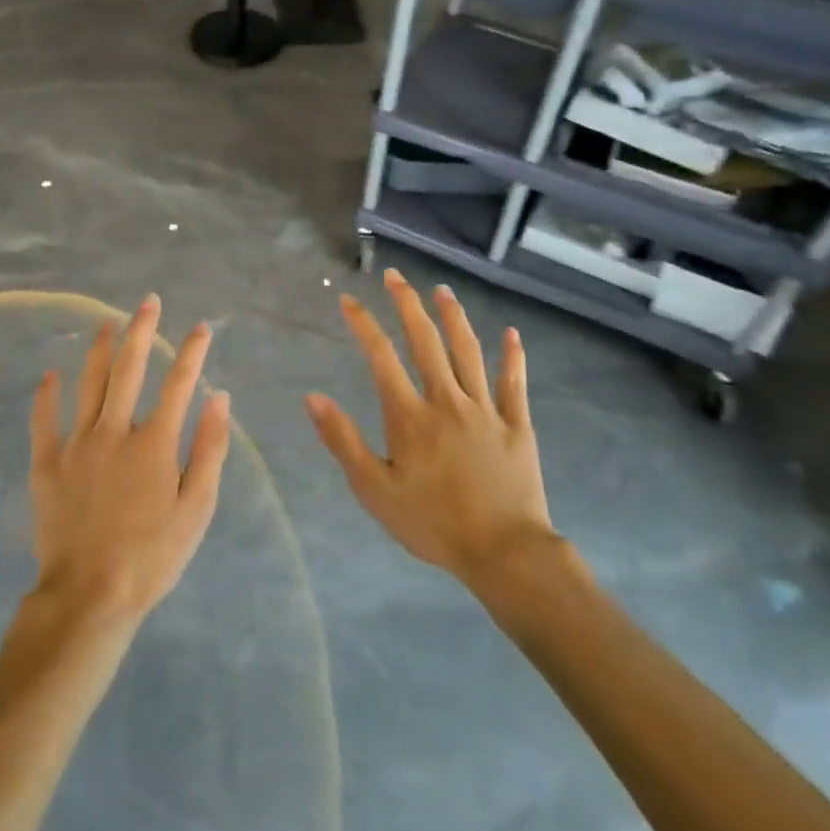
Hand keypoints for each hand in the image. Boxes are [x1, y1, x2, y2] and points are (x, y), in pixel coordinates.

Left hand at [29, 296, 231, 624]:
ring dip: (99, 350)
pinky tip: (50, 374)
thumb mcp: (197, 509)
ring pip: (88, 384)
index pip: (179, 384)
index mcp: (154, 443)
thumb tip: (220, 398)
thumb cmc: (152, 556)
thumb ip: (210, 449)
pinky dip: (46, 395)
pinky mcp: (47, 464)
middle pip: (130, 370)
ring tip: (105, 324)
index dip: (192, 352)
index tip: (201, 327)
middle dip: (141, 331)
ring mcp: (77, 445)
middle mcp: (115, 431)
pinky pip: (44, 420)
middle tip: (147, 302)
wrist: (89, 596)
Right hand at [307, 269, 554, 583]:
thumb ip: (343, 441)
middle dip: (407, 305)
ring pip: (468, 352)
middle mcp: (447, 401)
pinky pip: (514, 384)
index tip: (349, 300)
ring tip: (442, 290)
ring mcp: (485, 410)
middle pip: (426, 342)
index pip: (381, 357)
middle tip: (395, 276)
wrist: (504, 554)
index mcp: (410, 416)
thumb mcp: (375, 490)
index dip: (363, 324)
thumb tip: (313, 397)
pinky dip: (512, 357)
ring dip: (454, 318)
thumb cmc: (433, 524)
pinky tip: (512, 334)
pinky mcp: (516, 425)